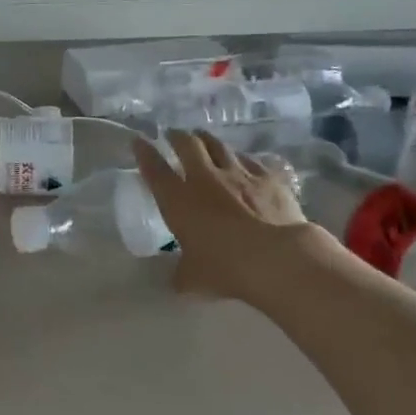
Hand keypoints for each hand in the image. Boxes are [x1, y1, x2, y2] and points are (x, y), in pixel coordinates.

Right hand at [134, 130, 328, 303]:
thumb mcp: (193, 278)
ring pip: (218, 145)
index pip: (154, 169)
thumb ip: (182, 273)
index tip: (138, 141)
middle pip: (187, 145)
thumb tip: (179, 280)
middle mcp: (204, 179)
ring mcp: (239, 174)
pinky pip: (251, 160)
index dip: (144, 153)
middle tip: (173, 134)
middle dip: (177, 137)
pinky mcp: (268, 178)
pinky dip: (241, 158)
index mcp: (178, 200)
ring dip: (207, 139)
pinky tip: (243, 160)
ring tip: (202, 137)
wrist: (276, 258)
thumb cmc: (224, 268)